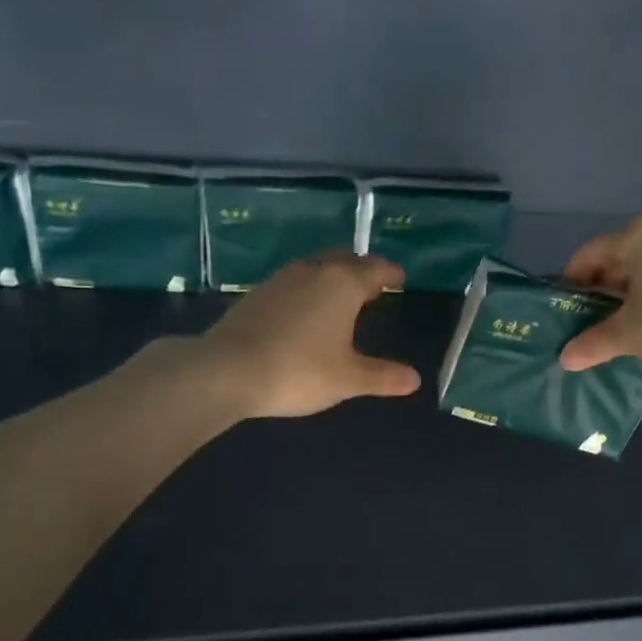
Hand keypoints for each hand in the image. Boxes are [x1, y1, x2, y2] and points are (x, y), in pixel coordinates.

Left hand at [199, 250, 421, 418]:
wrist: (227, 371)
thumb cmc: (299, 371)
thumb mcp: (348, 379)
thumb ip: (382, 377)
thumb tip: (414, 379)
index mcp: (342, 284)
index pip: (374, 269)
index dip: (390, 274)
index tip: (399, 279)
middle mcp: (313, 271)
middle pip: (344, 260)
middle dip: (361, 270)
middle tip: (373, 285)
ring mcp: (280, 280)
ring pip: (316, 268)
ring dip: (333, 277)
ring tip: (342, 297)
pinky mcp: (256, 295)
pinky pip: (294, 283)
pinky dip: (309, 291)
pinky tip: (306, 312)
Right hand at [558, 217, 641, 374]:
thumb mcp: (629, 335)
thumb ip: (594, 343)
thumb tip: (565, 358)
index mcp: (639, 237)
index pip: (591, 252)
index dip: (572, 278)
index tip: (566, 303)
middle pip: (624, 254)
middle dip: (606, 284)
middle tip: (594, 315)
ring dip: (637, 287)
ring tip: (629, 319)